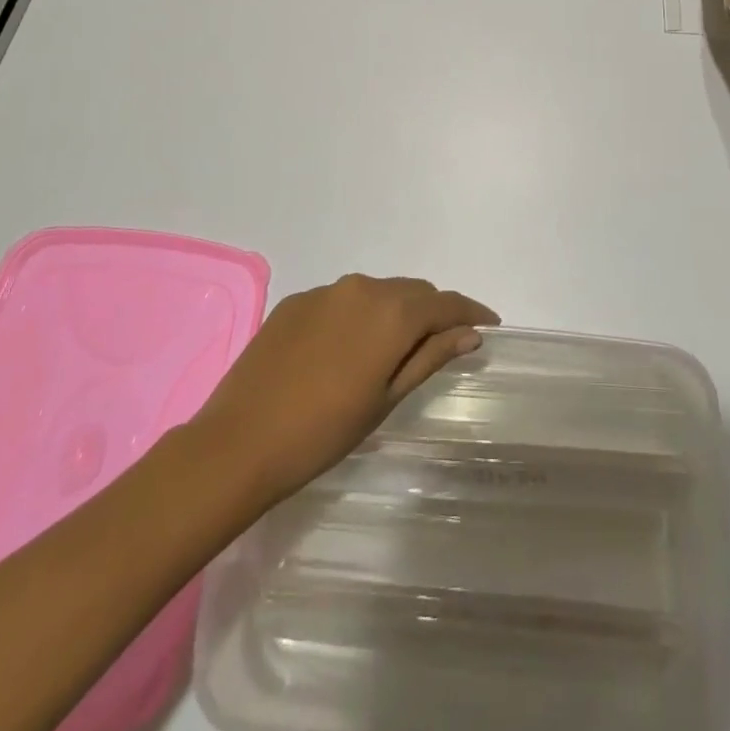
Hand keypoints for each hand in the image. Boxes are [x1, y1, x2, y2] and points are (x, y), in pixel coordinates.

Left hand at [190, 274, 498, 505]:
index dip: (471, 312)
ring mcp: (326, 291)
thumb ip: (430, 357)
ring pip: (377, 292)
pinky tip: (346, 349)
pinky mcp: (296, 301)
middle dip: (433, 312)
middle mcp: (363, 287)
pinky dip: (358, 316)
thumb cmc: (324, 431)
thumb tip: (469, 334)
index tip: (490, 324)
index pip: (446, 304)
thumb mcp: (387, 398)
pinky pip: (342, 300)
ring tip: (394, 347)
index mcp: (392, 312)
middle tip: (442, 342)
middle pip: (412, 292)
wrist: (239, 443)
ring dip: (395, 312)